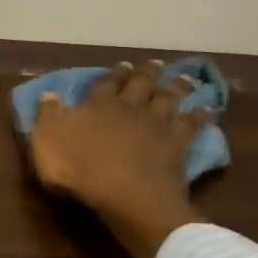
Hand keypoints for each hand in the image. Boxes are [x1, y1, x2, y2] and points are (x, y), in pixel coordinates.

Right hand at [29, 59, 207, 257]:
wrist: (126, 194)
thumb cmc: (79, 169)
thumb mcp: (47, 141)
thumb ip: (48, 116)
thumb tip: (49, 94)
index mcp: (98, 105)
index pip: (106, 83)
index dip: (114, 74)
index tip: (123, 64)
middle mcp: (130, 107)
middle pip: (142, 84)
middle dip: (148, 72)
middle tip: (156, 63)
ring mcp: (157, 124)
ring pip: (170, 98)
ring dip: (177, 86)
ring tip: (185, 78)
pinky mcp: (178, 143)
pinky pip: (193, 125)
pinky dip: (201, 115)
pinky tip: (209, 109)